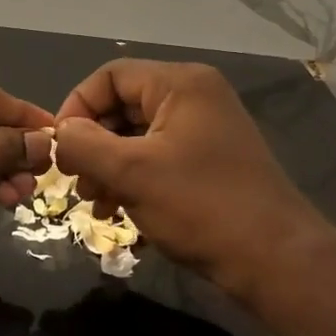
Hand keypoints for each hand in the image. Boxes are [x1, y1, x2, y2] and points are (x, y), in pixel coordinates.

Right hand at [53, 60, 334, 299]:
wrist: (275, 259)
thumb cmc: (200, 206)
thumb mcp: (131, 173)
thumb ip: (84, 145)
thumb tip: (60, 133)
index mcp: (180, 84)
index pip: (110, 76)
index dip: (77, 107)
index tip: (61, 149)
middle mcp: (195, 98)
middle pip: (123, 106)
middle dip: (92, 144)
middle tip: (76, 181)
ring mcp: (205, 130)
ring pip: (137, 136)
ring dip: (108, 166)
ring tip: (96, 203)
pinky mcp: (209, 161)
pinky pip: (157, 158)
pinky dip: (132, 179)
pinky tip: (118, 211)